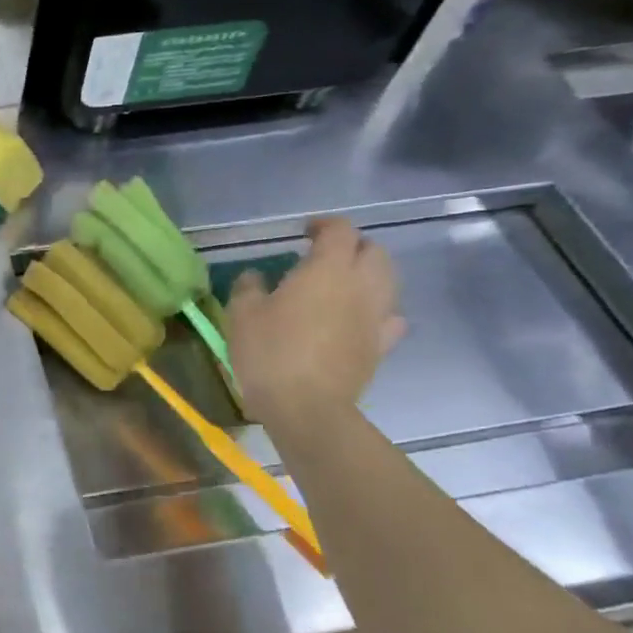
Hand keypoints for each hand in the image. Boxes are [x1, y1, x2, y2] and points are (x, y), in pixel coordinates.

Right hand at [226, 216, 404, 428]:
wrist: (307, 406)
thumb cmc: (270, 352)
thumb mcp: (242, 314)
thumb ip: (249, 287)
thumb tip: (255, 276)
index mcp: (327, 269)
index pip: (340, 230)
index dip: (324, 225)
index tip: (304, 233)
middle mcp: (361, 285)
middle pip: (374, 251)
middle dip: (353, 247)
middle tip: (325, 257)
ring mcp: (376, 316)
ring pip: (388, 281)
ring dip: (369, 275)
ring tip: (342, 285)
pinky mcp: (381, 346)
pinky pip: (390, 317)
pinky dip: (378, 310)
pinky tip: (359, 318)